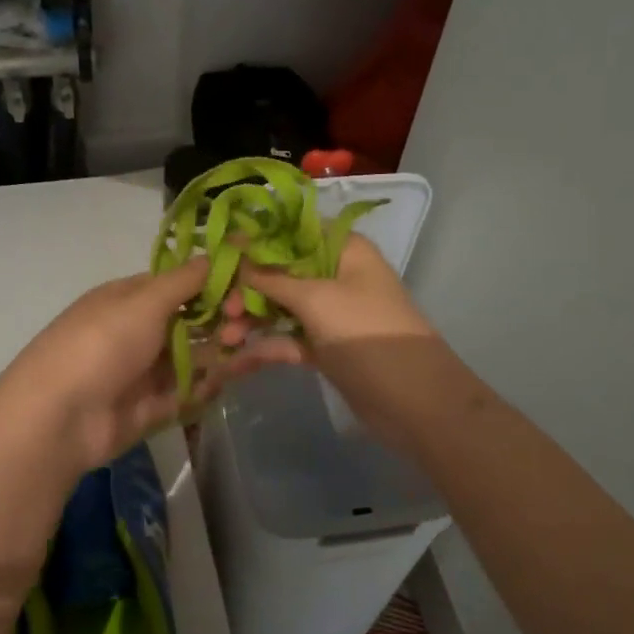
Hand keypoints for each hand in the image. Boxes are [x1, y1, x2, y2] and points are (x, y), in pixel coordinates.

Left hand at [0, 258, 302, 474]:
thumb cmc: (101, 344)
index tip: (248, 285)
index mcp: (131, 298)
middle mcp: (141, 331)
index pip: (182, 283)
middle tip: (244, 322)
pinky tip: (240, 373)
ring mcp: (148, 370)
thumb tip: (226, 247)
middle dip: (224, 317)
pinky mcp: (156, 406)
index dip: (216, 283)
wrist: (60, 418)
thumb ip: (188, 279)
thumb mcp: (144, 301)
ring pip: (197, 355)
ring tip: (253, 346)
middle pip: (194, 320)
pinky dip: (214, 381)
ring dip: (225, 348)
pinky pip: (192, 389)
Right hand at [217, 233, 436, 355]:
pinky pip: (289, 339)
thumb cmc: (366, 334)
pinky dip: (265, 347)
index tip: (219, 254)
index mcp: (343, 249)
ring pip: (281, 307)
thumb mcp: (315, 299)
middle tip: (223, 309)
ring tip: (225, 340)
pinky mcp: (327, 347)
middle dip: (248, 288)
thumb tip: (235, 251)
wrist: (415, 402)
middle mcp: (336, 275)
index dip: (254, 241)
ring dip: (252, 320)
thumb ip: (270, 277)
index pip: (291, 232)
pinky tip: (235, 362)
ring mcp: (332, 313)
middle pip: (281, 271)